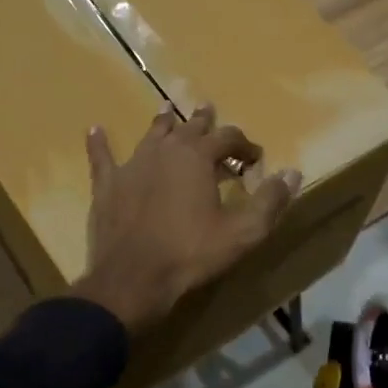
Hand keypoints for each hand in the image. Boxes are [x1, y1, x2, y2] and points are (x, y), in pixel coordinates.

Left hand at [72, 104, 300, 334]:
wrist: (134, 278)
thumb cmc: (191, 253)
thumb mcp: (242, 233)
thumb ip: (270, 201)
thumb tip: (292, 172)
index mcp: (198, 157)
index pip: (228, 137)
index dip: (244, 145)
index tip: (255, 158)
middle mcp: (165, 151)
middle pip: (188, 127)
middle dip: (203, 121)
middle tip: (209, 111)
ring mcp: (132, 165)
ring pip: (151, 135)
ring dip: (162, 122)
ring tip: (167, 109)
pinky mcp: (107, 185)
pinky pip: (102, 157)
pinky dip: (100, 143)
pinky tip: (95, 130)